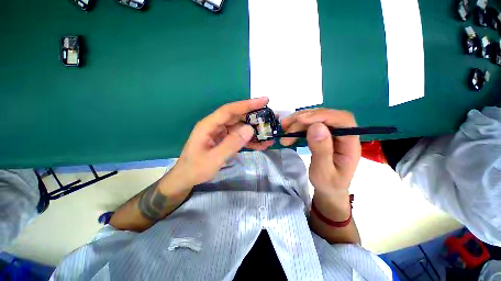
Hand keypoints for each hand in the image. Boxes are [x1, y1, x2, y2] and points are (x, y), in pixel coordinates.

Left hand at [170, 97, 273, 188]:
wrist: (187, 178)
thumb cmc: (196, 168)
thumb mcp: (214, 158)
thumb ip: (232, 143)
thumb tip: (250, 129)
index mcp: (209, 125)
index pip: (230, 110)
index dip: (247, 104)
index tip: (264, 101)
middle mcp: (215, 126)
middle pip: (237, 116)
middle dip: (254, 116)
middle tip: (271, 117)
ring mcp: (220, 133)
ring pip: (240, 127)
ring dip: (254, 130)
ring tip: (268, 134)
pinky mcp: (224, 140)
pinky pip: (238, 137)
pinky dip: (249, 140)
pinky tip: (260, 144)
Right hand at [280, 109, 360, 194]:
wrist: (329, 188)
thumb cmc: (328, 184)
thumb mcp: (323, 172)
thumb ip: (321, 151)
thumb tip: (316, 127)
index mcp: (350, 144)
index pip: (342, 120)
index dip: (322, 116)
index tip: (301, 120)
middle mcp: (344, 134)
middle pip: (326, 116)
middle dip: (304, 119)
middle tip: (285, 126)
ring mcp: (333, 133)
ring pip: (317, 119)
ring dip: (298, 121)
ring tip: (284, 127)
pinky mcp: (324, 134)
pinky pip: (311, 125)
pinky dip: (298, 125)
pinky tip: (289, 130)